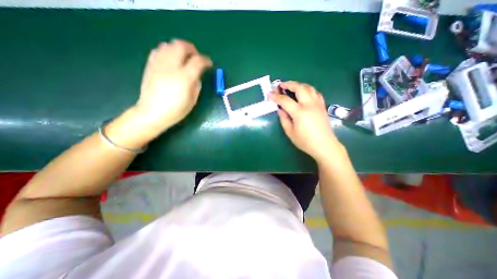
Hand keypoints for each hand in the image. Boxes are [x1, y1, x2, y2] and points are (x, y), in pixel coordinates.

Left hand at [132, 39, 211, 133]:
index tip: (209, 64)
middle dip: (192, 49)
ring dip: (179, 48)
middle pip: (182, 46)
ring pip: (169, 44)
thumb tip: (197, 74)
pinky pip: (159, 50)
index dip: (206, 61)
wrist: (152, 113)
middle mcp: (171, 67)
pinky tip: (171, 60)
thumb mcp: (193, 100)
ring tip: (184, 57)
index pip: (198, 61)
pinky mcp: (150, 65)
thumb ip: (197, 84)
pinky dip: (168, 51)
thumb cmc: (176, 110)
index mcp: (184, 78)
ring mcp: (158, 64)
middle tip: (196, 57)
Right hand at [271, 82, 346, 161]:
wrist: (325, 145)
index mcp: (299, 112)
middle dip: (289, 84)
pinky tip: (304, 93)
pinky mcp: (322, 106)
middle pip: (299, 88)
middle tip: (281, 85)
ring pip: (309, 88)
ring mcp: (317, 104)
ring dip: (299, 85)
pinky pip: (315, 93)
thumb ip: (284, 119)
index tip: (270, 94)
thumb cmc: (305, 141)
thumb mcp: (290, 132)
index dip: (276, 97)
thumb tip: (280, 109)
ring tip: (291, 86)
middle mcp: (309, 105)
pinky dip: (308, 89)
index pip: (285, 100)